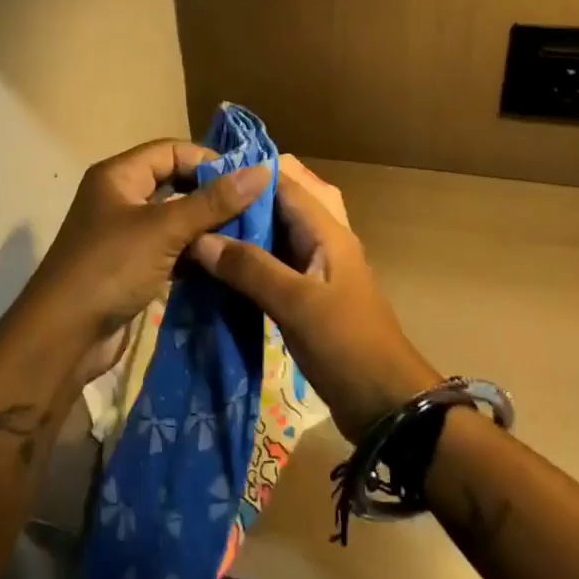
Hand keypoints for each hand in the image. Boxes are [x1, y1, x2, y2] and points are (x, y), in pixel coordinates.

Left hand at [23, 139, 271, 365]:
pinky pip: (170, 249)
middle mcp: (120, 197)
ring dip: (206, 228)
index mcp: (119, 175)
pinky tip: (223, 263)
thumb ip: (213, 202)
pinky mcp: (131, 267)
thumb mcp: (164, 229)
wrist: (62, 338)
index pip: (172, 151)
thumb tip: (262, 171)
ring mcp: (125, 234)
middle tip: (255, 210)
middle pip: (175, 183)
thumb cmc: (110, 268)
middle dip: (212, 195)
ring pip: (175, 219)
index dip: (210, 161)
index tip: (249, 182)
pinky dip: (194, 254)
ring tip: (248, 237)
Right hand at [192, 154, 439, 441]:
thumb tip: (200, 238)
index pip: (282, 183)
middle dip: (237, 205)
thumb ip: (250, 268)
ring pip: (270, 238)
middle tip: (192, 206)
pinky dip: (245, 264)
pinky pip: (270, 267)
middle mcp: (320, 241)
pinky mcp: (305, 297)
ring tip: (194, 233)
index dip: (244, 174)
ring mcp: (313, 270)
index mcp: (326, 231)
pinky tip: (214, 272)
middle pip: (275, 208)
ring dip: (238, 235)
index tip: (201, 173)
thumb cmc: (347, 345)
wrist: (386, 405)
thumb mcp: (296, 303)